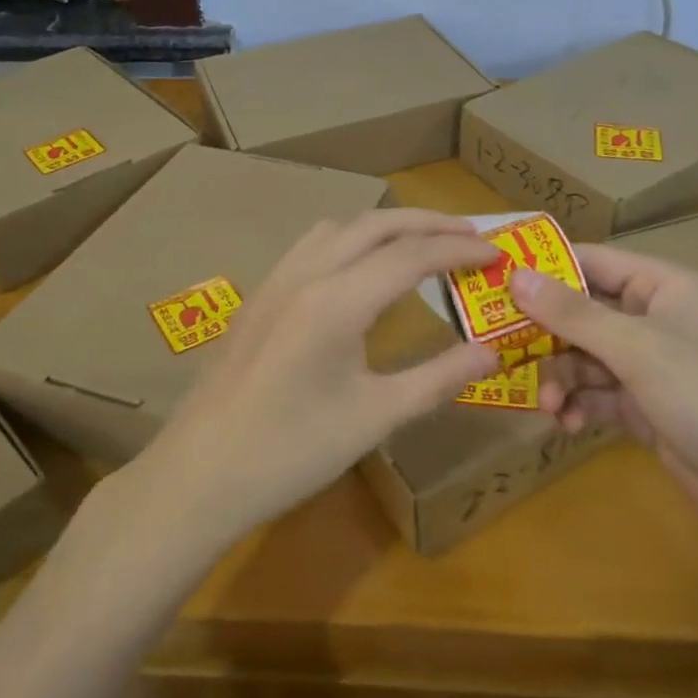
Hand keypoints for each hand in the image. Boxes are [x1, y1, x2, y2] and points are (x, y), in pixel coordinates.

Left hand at [146, 210, 499, 539]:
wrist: (200, 474)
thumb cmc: (292, 452)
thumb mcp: (376, 418)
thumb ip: (438, 378)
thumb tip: (492, 351)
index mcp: (338, 300)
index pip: (412, 255)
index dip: (459, 249)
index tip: (497, 253)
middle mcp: (307, 273)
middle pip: (377, 224)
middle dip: (429, 223)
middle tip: (472, 235)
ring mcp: (277, 279)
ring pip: (342, 227)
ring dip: (387, 226)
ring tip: (422, 245)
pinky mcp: (260, 294)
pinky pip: (313, 243)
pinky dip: (352, 239)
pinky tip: (361, 269)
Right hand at [510, 246, 697, 542]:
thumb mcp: (636, 349)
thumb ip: (573, 314)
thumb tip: (516, 276)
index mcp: (660, 286)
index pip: (591, 260)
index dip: (544, 267)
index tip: (494, 278)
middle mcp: (651, 317)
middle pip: (581, 311)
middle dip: (546, 335)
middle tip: (503, 349)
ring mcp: (647, 363)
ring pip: (583, 356)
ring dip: (560, 378)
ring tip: (549, 406)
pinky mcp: (642, 404)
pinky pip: (594, 392)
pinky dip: (577, 404)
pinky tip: (566, 424)